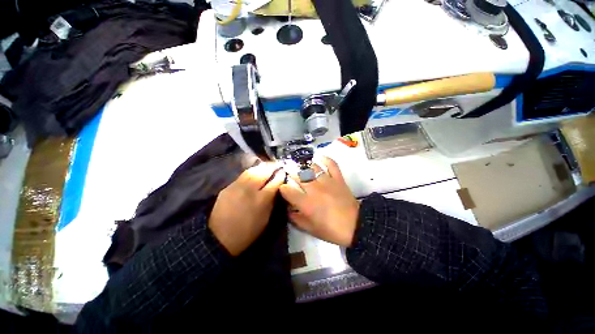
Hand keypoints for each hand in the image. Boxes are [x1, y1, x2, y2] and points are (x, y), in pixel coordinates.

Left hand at [209, 163, 285, 255]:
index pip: (275, 182)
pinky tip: (255, 171)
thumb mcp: (265, 219)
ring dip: (262, 167)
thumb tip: (276, 188)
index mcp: (261, 200)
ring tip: (268, 165)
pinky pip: (243, 175)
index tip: (284, 172)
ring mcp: (237, 186)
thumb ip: (272, 201)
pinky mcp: (228, 187)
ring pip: (252, 170)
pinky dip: (252, 171)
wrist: (220, 237)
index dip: (280, 175)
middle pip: (263, 172)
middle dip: (272, 167)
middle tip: (277, 165)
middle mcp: (250, 190)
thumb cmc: (248, 231)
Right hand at [280, 157, 359, 246]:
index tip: (283, 189)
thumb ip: (296, 219)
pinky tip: (319, 157)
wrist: (356, 226)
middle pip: (298, 175)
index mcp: (306, 203)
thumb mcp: (310, 229)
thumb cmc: (331, 230)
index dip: (282, 188)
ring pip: (312, 168)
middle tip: (287, 172)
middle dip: (290, 173)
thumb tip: (288, 209)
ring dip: (304, 165)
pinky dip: (325, 159)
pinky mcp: (338, 178)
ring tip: (300, 165)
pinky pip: (331, 164)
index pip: (288, 190)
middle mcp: (315, 189)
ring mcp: (327, 182)